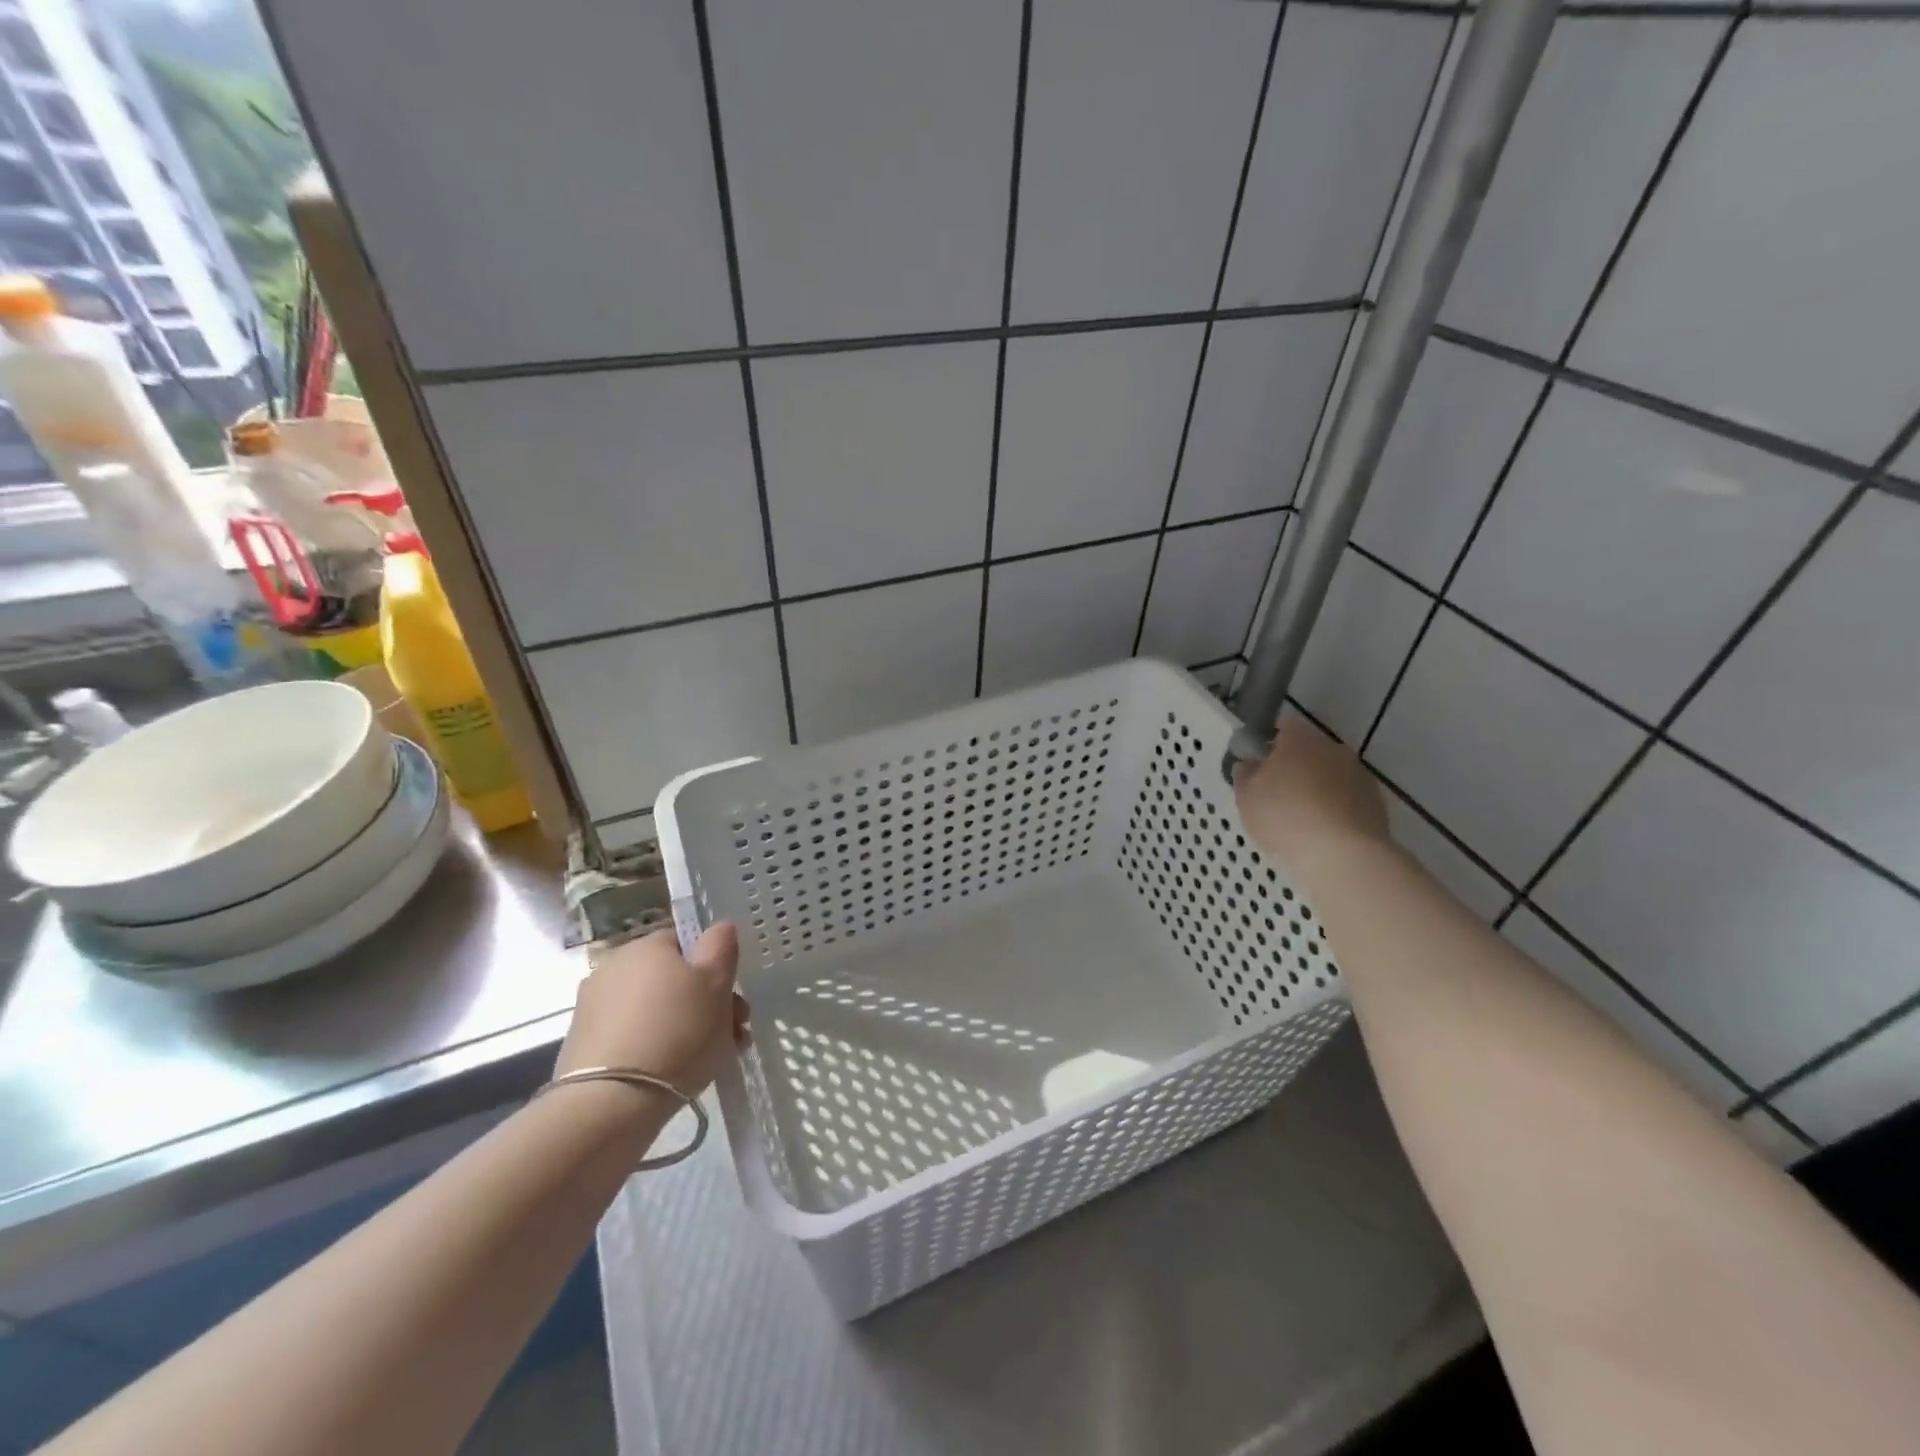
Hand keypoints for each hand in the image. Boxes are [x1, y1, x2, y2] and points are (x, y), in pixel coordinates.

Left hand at [555, 924, 748, 1095]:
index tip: (733, 1001)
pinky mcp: (582, 1045)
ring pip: (654, 1010)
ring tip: (709, 1060)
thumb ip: (721, 947)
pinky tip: (673, 1073)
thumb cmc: (677, 1033)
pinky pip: (632, 1036)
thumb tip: (720, 927)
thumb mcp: (717, 985)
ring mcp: (593, 1007)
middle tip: (731, 1034)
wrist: (610, 1104)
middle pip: (672, 979)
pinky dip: (653, 1048)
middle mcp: (614, 967)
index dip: (714, 968)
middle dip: (704, 1003)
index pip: (687, 943)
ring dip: (683, 1027)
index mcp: (646, 946)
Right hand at [1233, 718, 1388, 875]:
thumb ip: (1244, 776)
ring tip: (1304, 817)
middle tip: (1280, 794)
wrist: (1340, 852)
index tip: (1263, 765)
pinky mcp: (1376, 800)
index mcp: (1298, 740)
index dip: (1273, 744)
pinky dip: (1338, 807)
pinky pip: (1349, 796)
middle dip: (1297, 766)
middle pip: (1311, 750)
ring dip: (1320, 787)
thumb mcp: (1246, 798)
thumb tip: (1249, 764)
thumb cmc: (1283, 817)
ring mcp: (1358, 773)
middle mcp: (1332, 748)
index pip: (1285, 727)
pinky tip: (1326, 831)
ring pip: (1332, 773)